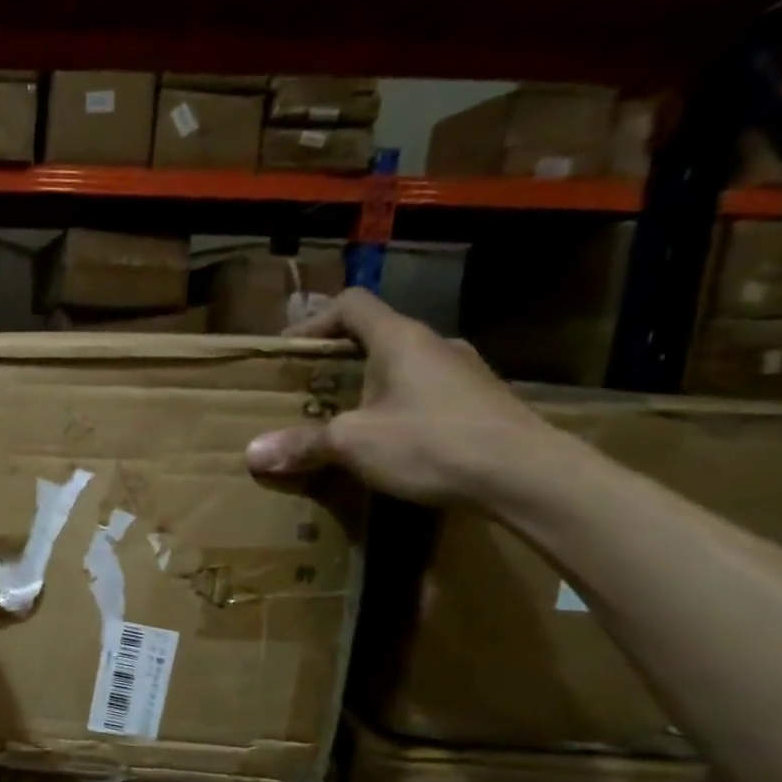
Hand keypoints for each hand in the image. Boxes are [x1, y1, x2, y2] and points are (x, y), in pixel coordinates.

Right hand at [244, 289, 551, 505]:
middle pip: (376, 336)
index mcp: (400, 339)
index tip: (289, 351)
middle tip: (308, 391)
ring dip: (370, 386)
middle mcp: (435, 344)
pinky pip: (427, 394)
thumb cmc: (431, 443)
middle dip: (337, 361)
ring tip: (346, 420)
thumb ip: (303, 444)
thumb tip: (252, 454)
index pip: (351, 304)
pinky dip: (399, 408)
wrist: (529, 476)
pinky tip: (391, 443)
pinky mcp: (482, 403)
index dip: (314, 321)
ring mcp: (464, 373)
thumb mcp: (354, 444)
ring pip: (404, 367)